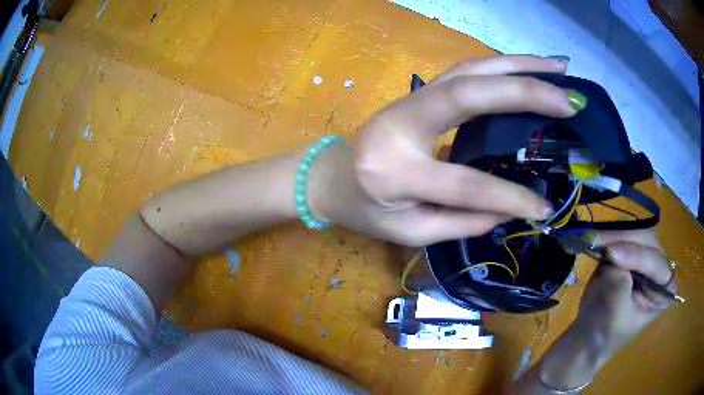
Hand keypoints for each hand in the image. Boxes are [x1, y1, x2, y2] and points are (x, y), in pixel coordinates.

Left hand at [313, 55, 579, 245]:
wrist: (332, 176)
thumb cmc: (365, 210)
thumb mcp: (407, 232)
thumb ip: (459, 222)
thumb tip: (510, 210)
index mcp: (393, 171)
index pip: (463, 184)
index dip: (508, 197)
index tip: (544, 207)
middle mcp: (400, 123)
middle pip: (468, 95)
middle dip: (524, 93)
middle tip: (568, 101)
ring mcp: (410, 100)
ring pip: (470, 70)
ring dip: (519, 64)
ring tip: (560, 67)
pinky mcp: (420, 93)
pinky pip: (467, 71)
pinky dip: (502, 66)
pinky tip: (530, 67)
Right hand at [575, 228, 676, 355]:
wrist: (588, 339)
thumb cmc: (604, 335)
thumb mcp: (614, 314)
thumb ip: (618, 283)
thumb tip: (611, 253)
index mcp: (665, 289)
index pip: (655, 263)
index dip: (635, 256)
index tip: (610, 254)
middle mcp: (661, 268)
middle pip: (647, 242)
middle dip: (624, 240)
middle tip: (597, 241)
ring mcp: (646, 258)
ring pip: (634, 234)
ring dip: (613, 236)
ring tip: (591, 239)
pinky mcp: (631, 253)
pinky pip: (623, 237)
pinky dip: (607, 237)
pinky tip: (593, 240)